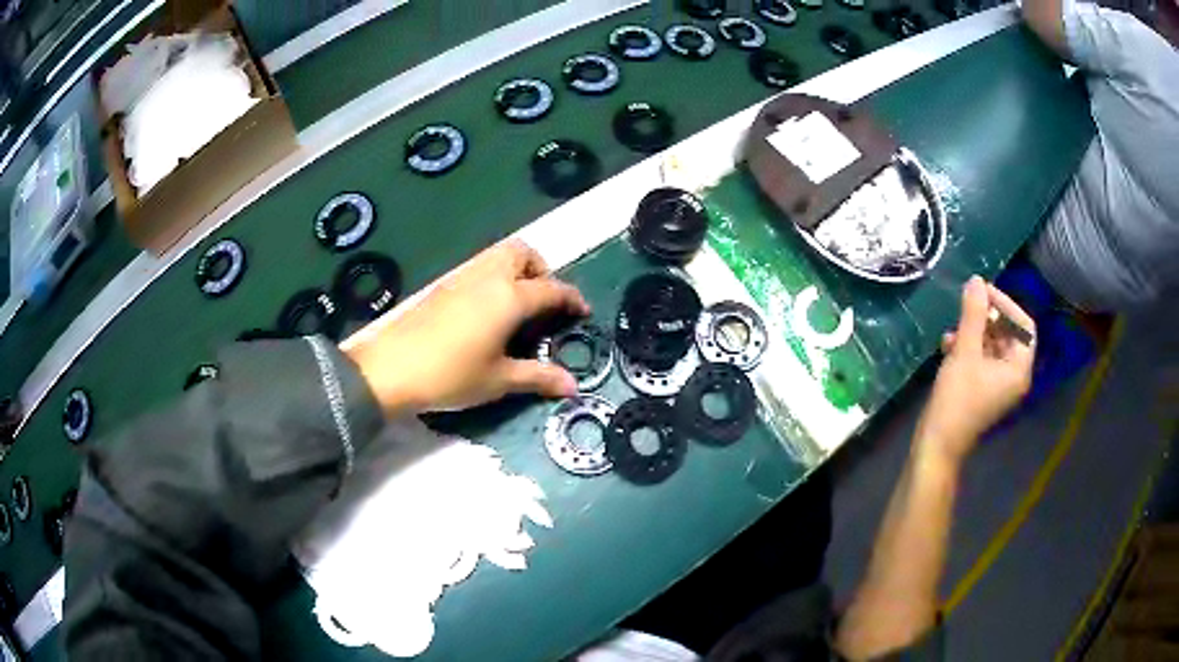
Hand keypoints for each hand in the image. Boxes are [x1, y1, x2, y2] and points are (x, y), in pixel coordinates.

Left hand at [344, 240, 589, 416]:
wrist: (390, 369)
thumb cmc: (451, 375)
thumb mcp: (499, 380)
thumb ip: (538, 377)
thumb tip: (572, 387)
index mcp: (509, 297)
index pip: (551, 288)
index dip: (572, 298)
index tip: (582, 312)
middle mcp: (488, 277)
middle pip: (522, 253)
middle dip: (541, 269)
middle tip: (543, 302)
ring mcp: (462, 277)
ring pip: (498, 255)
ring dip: (516, 270)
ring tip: (518, 307)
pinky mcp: (443, 286)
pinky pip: (479, 268)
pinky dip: (494, 278)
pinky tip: (488, 312)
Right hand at [916, 277, 1035, 466]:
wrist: (937, 444)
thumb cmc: (957, 400)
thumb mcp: (964, 352)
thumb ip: (973, 314)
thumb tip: (977, 280)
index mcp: (1018, 369)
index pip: (1024, 326)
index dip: (1006, 305)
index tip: (983, 293)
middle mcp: (1014, 376)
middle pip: (1009, 334)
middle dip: (988, 317)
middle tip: (967, 306)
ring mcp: (999, 385)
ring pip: (994, 345)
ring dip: (975, 331)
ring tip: (953, 328)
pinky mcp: (984, 390)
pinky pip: (983, 359)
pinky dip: (969, 347)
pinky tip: (948, 344)